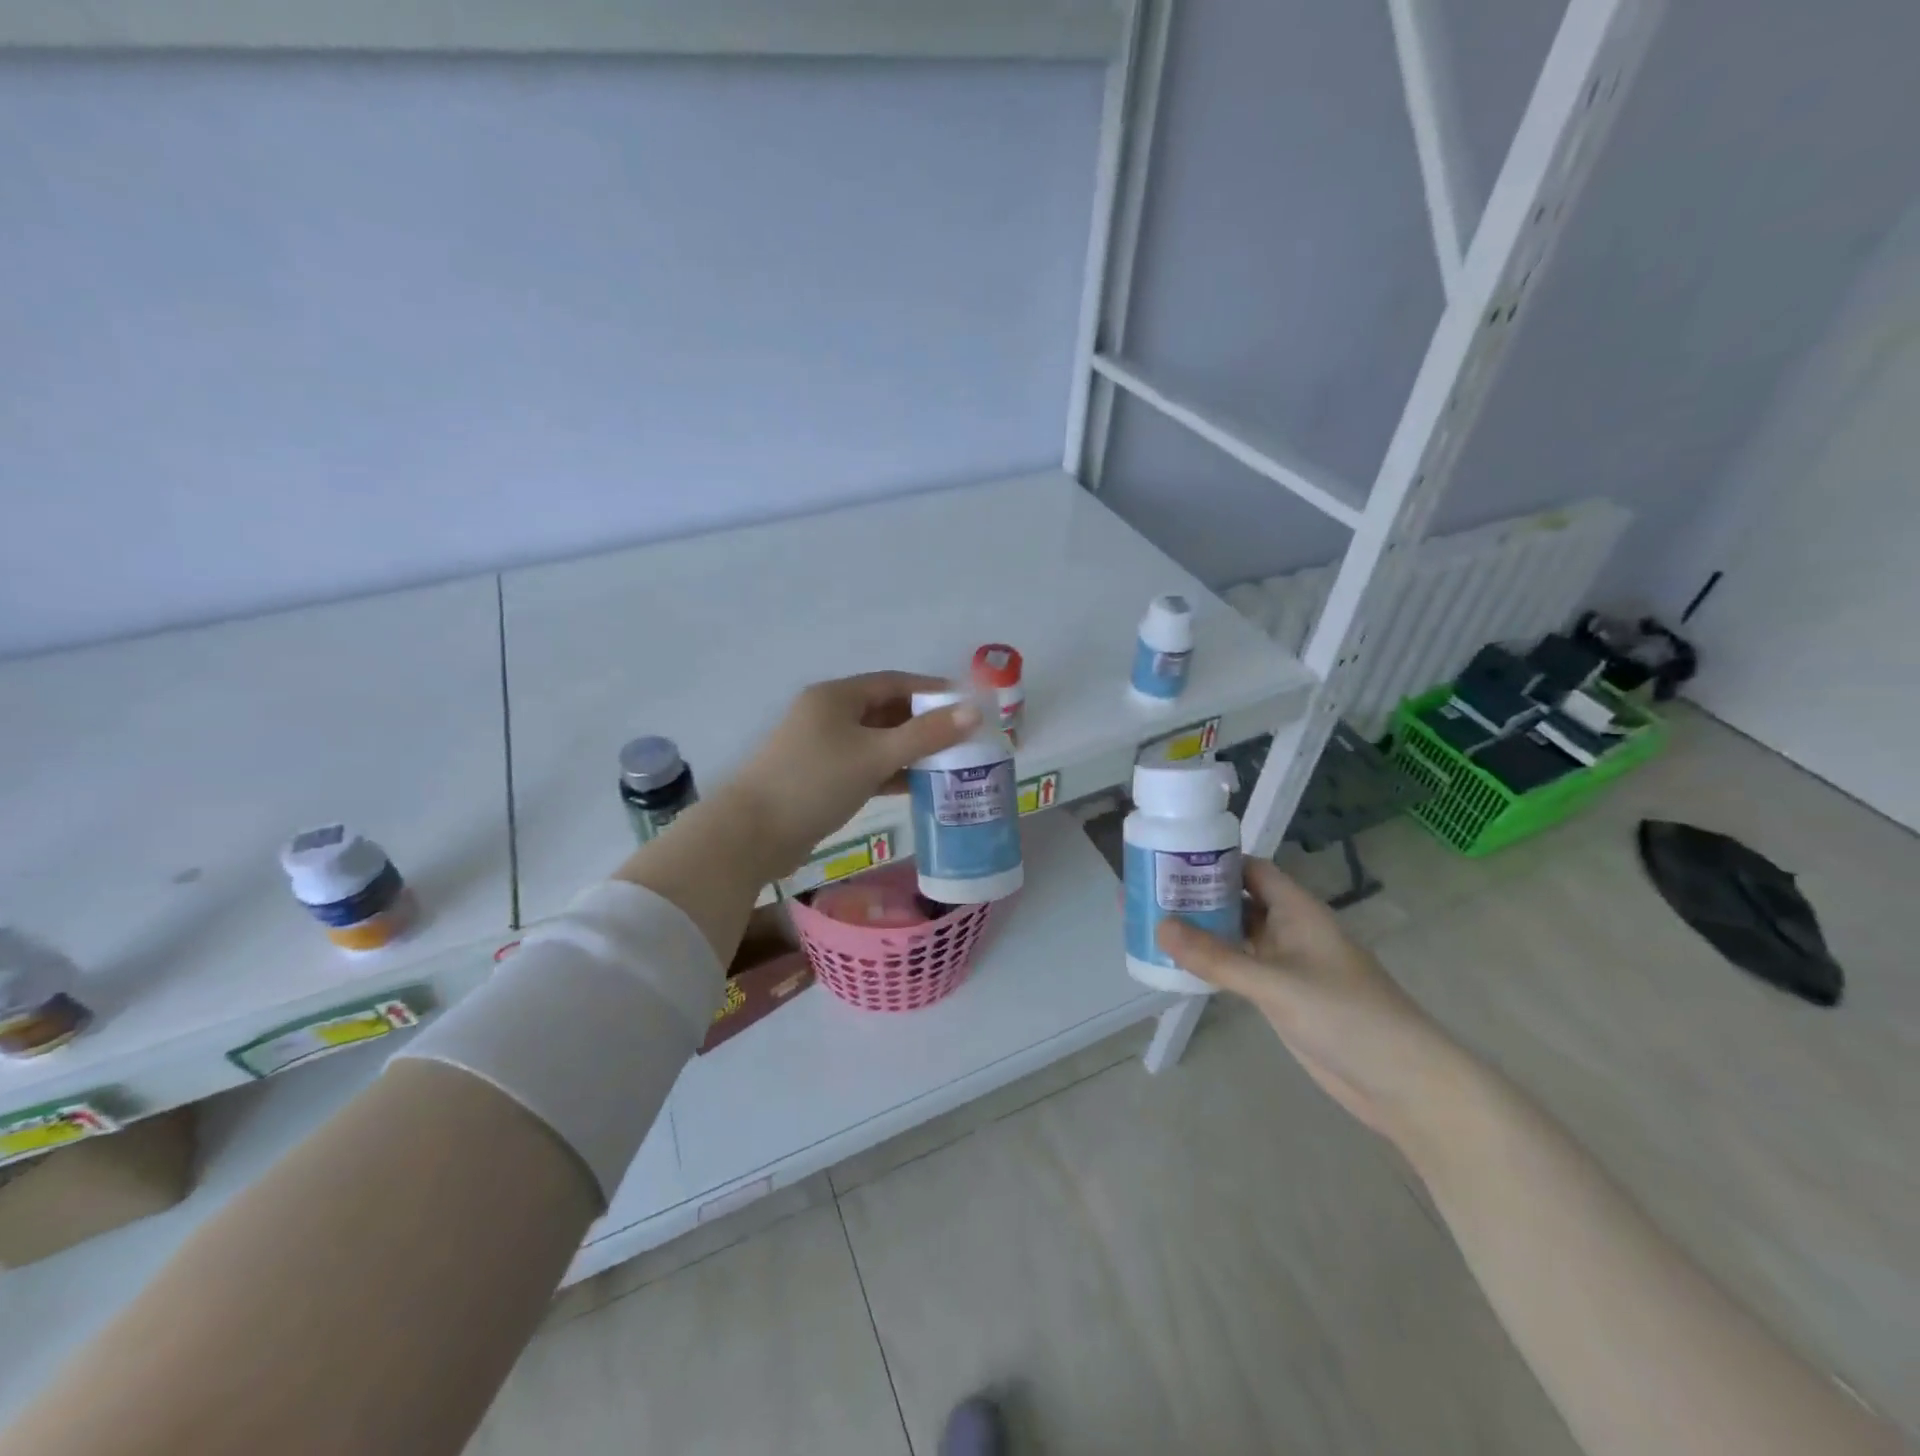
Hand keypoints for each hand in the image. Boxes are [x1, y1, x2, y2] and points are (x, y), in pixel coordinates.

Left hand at [731, 672, 981, 876]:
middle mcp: (828, 715)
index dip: (933, 692)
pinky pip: (866, 766)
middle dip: (925, 723)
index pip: (895, 682)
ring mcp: (822, 748)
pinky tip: (918, 786)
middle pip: (887, 711)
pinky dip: (891, 772)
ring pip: (877, 741)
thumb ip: (926, 735)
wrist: (752, 834)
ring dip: (911, 750)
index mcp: (837, 697)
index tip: (969, 706)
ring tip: (951, 763)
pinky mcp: (821, 778)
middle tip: (965, 739)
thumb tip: (974, 712)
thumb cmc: (815, 782)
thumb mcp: (875, 755)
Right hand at [1156, 860, 1464, 1143]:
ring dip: (1202, 930)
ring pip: (1236, 935)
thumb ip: (1217, 957)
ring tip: (1153, 923)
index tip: (1169, 858)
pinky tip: (1180, 964)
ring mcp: (1287, 965)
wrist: (1402, 1082)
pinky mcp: (1282, 997)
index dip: (1214, 860)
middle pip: (1238, 900)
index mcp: (1297, 910)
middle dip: (1198, 895)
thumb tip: (1159, 926)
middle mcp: (1290, 930)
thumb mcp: (1276, 983)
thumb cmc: (1345, 1016)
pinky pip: (1239, 968)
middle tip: (1148, 892)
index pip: (1251, 869)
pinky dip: (1212, 963)